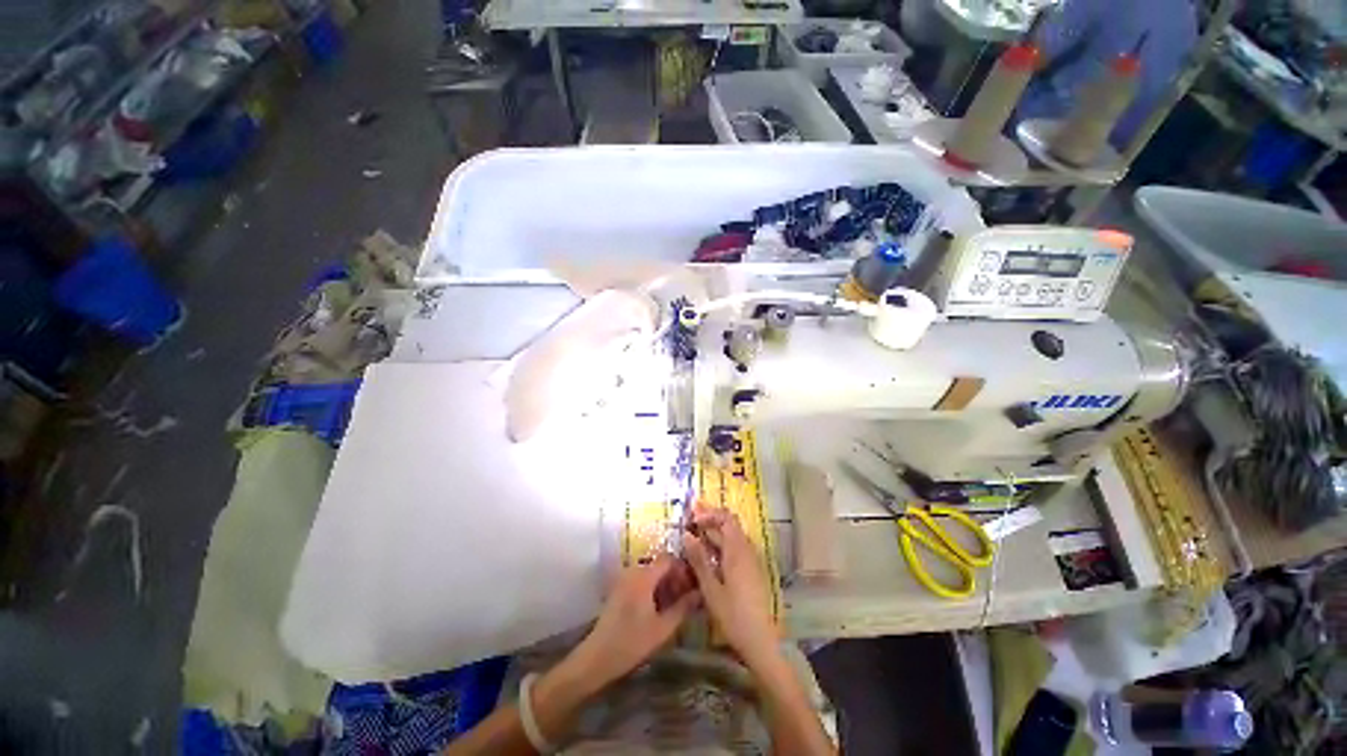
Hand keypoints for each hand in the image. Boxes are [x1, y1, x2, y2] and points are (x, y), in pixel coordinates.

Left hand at [576, 555, 698, 685]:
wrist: (597, 657)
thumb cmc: (632, 642)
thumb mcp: (663, 628)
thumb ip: (683, 607)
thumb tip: (701, 593)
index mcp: (644, 575)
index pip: (669, 559)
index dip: (684, 570)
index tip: (694, 586)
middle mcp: (634, 570)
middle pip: (661, 565)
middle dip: (676, 578)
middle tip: (688, 598)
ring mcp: (625, 578)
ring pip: (652, 573)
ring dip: (665, 584)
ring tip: (676, 606)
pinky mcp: (620, 588)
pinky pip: (642, 580)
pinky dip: (654, 589)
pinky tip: (660, 609)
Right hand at [684, 507, 779, 667]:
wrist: (761, 641)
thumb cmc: (733, 615)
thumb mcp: (711, 588)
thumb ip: (699, 559)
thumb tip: (687, 534)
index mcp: (737, 550)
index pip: (726, 517)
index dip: (709, 513)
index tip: (691, 519)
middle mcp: (746, 550)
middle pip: (729, 525)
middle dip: (709, 520)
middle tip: (688, 521)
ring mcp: (751, 560)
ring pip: (731, 537)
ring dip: (713, 532)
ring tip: (694, 536)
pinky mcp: (751, 571)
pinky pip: (735, 548)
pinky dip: (720, 545)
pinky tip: (708, 555)